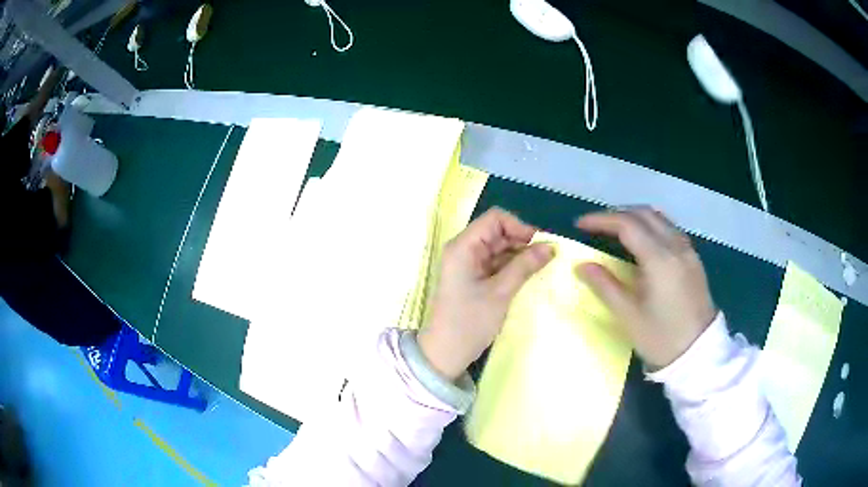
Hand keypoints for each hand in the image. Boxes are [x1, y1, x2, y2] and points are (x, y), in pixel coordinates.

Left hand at [418, 208, 554, 379]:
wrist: (445, 353)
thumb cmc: (469, 322)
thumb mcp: (501, 293)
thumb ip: (525, 266)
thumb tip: (551, 246)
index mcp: (463, 246)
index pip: (495, 219)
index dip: (520, 226)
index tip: (541, 244)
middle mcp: (464, 249)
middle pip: (498, 232)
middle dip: (523, 241)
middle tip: (548, 257)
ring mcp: (468, 263)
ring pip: (500, 248)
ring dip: (520, 254)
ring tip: (542, 267)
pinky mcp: (473, 277)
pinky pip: (496, 263)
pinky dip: (513, 266)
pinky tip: (529, 275)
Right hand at [575, 207, 716, 368]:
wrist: (699, 354)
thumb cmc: (662, 338)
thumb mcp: (629, 316)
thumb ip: (605, 286)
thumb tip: (582, 265)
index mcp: (659, 259)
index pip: (627, 225)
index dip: (601, 220)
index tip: (580, 225)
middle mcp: (676, 246)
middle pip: (644, 214)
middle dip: (617, 214)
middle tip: (596, 226)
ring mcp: (688, 251)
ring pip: (659, 218)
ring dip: (635, 217)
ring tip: (616, 230)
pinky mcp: (694, 259)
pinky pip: (670, 229)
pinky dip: (651, 226)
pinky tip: (643, 242)